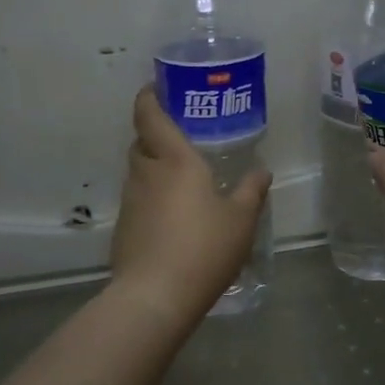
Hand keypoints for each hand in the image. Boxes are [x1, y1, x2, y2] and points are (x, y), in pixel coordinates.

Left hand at [111, 85, 271, 322]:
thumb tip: (261, 171)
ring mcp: (130, 202)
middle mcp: (147, 174)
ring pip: (138, 172)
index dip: (149, 97)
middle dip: (155, 134)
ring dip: (153, 168)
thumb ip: (251, 191)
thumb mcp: (241, 220)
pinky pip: (137, 200)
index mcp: (175, 161)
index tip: (156, 88)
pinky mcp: (123, 228)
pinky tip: (171, 217)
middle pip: (142, 142)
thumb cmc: (204, 248)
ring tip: (180, 179)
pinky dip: (151, 198)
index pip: (150, 115)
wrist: (155, 296)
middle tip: (180, 138)